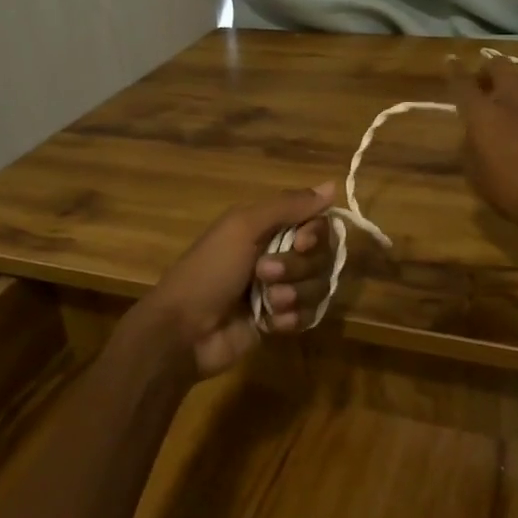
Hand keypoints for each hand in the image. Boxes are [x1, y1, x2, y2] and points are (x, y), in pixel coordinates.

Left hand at [124, 183, 337, 379]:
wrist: (184, 331)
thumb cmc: (210, 271)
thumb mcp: (244, 227)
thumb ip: (288, 205)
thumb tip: (332, 185)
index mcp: (268, 227)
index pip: (317, 222)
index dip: (315, 234)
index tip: (300, 242)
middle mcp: (279, 253)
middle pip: (321, 256)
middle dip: (296, 267)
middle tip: (263, 274)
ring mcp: (280, 289)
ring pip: (317, 286)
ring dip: (293, 294)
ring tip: (268, 304)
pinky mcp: (280, 321)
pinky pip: (309, 315)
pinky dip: (292, 318)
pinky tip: (271, 323)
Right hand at [447, 58, 517, 241]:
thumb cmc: (515, 195)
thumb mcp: (478, 179)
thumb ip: (471, 151)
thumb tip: (472, 136)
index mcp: (484, 117)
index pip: (463, 84)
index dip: (455, 70)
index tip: (452, 61)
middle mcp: (514, 101)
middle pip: (500, 67)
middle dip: (491, 67)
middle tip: (489, 78)